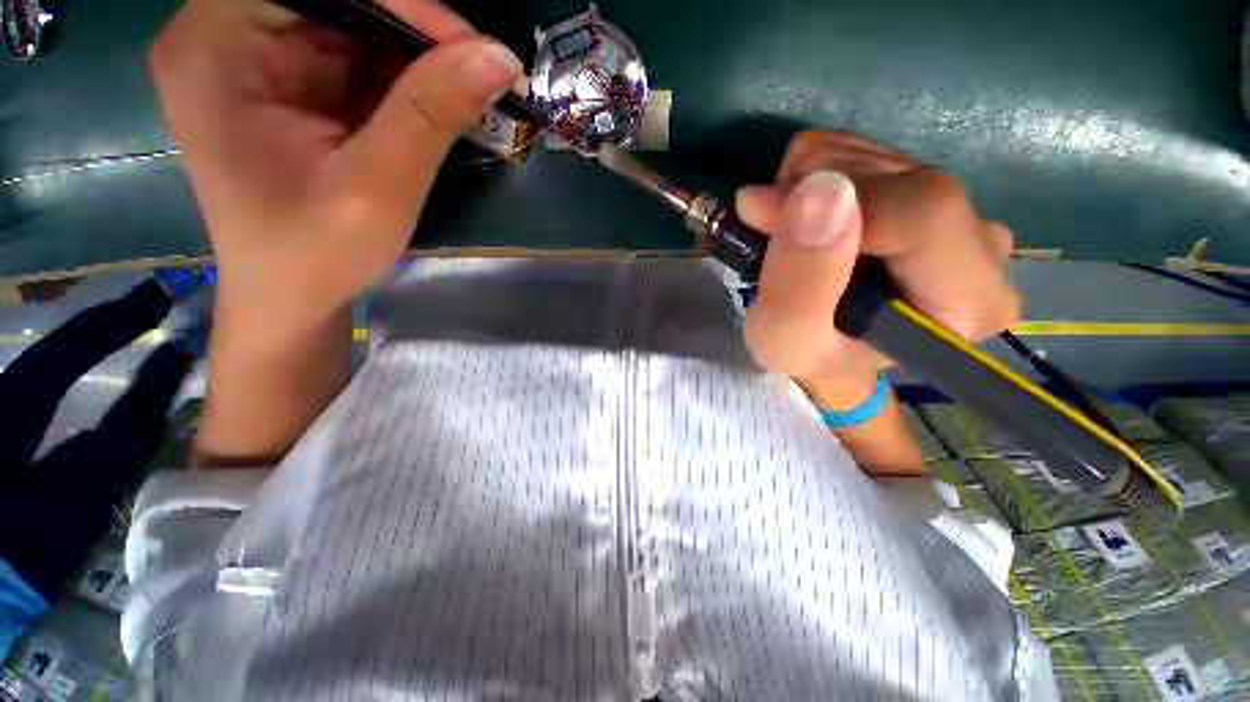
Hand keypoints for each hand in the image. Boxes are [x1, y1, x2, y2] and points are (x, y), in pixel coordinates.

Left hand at [150, 0, 522, 333]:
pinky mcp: (290, 83)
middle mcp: (228, 33)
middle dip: (412, 29)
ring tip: (465, 92)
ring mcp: (259, 57)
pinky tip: (437, 105)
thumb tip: (499, 58)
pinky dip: (405, 78)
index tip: (468, 44)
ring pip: (354, 23)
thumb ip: (431, 114)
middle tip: (476, 68)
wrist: (291, 298)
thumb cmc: (315, 254)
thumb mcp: (377, 188)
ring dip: (416, 56)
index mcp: (217, 43)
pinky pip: (357, 56)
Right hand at [737, 130, 1019, 384]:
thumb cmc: (808, 354)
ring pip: (871, 154)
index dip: (835, 205)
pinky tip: (799, 218)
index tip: (762, 216)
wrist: (819, 345)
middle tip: (767, 233)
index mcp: (968, 299)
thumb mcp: (787, 340)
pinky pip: (858, 149)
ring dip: (803, 187)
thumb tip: (819, 190)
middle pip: (896, 176)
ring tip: (784, 237)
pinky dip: (809, 176)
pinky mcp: (919, 187)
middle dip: (809, 195)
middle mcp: (980, 244)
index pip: (923, 213)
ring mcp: (954, 208)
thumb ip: (801, 283)